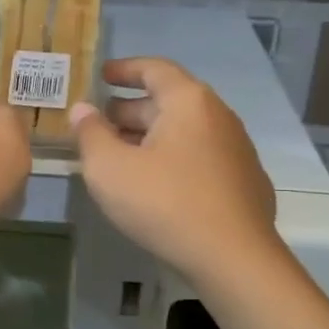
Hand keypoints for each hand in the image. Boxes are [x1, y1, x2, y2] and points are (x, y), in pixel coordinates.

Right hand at [71, 57, 278, 283]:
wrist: (234, 259)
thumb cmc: (165, 204)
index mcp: (189, 102)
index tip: (102, 75)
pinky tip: (157, 186)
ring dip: (151, 138)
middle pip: (170, 101)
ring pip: (185, 132)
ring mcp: (237, 150)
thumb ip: (90, 134)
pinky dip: (173, 160)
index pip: (155, 69)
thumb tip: (83, 110)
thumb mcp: (109, 169)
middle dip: (132, 110)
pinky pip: (201, 158)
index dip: (125, 69)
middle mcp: (219, 116)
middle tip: (101, 124)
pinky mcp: (245, 183)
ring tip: (122, 156)